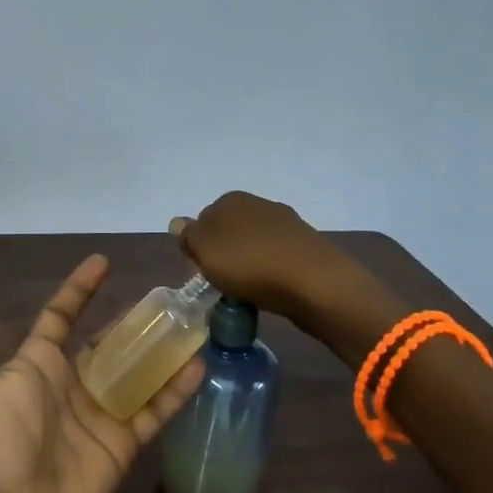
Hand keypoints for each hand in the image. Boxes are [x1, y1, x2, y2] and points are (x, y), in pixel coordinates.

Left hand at [0, 254, 203, 492]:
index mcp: (35, 365)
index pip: (61, 316)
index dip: (79, 290)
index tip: (102, 262)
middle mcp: (68, 384)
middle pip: (106, 343)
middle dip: (130, 321)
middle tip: (164, 298)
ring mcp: (97, 415)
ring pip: (134, 372)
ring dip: (158, 350)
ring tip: (189, 323)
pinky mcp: (119, 445)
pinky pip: (152, 411)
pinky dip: (174, 390)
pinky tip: (198, 365)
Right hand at [172, 191, 404, 347]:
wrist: (315, 283)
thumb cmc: (250, 264)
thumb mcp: (205, 251)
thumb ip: (188, 236)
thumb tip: (177, 222)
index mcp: (231, 199)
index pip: (203, 220)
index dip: (199, 247)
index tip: (202, 272)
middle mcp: (259, 203)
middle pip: (229, 231)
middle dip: (224, 254)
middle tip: (222, 283)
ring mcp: (286, 223)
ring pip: (254, 244)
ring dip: (248, 264)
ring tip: (247, 292)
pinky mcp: (306, 246)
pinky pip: (277, 258)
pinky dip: (270, 272)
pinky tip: (271, 290)